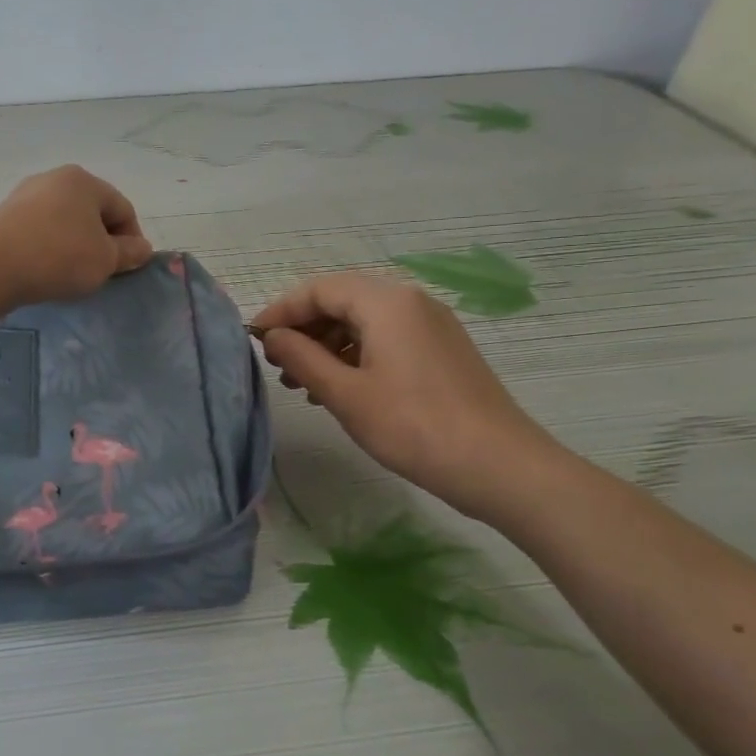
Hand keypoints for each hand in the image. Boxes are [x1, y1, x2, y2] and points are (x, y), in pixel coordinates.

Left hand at [0, 166, 154, 312]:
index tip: (127, 270)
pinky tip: (44, 274)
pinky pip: (38, 235)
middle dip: (101, 244)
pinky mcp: (3, 219)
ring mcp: (24, 198)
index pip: (123, 209)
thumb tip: (142, 248)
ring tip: (71, 278)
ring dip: (74, 249)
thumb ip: (128, 254)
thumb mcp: (104, 260)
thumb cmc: (57, 257)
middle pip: (91, 214)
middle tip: (101, 275)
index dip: (132, 241)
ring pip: (63, 225)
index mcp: (84, 181)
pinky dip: (48, 252)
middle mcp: (53, 180)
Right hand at [251, 273, 559, 520]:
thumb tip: (273, 336)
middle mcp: (410, 302)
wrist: (501, 466)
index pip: (319, 290)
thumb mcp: (345, 393)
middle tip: (278, 367)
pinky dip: (354, 356)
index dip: (281, 311)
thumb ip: (301, 357)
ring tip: (303, 385)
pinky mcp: (441, 351)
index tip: (254, 339)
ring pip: (363, 322)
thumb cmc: (413, 426)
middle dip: (304, 330)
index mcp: (386, 302)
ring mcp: (431, 326)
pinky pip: (386, 340)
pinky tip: (340, 391)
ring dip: (327, 346)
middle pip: (341, 301)